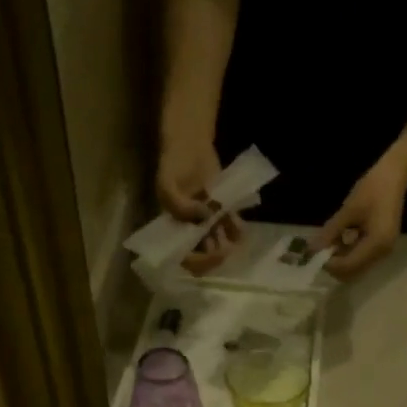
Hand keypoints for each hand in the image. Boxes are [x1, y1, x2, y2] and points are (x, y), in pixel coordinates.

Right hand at [157, 136, 242, 274]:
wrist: (190, 144)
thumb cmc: (174, 165)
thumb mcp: (167, 186)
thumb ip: (180, 207)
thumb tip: (205, 219)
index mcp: (174, 229)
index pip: (184, 257)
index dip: (198, 262)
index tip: (210, 255)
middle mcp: (190, 230)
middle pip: (204, 255)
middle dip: (216, 255)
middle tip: (225, 249)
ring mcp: (207, 222)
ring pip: (219, 244)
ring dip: (228, 244)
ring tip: (232, 233)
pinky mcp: (221, 212)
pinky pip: (231, 228)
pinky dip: (237, 230)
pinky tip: (239, 226)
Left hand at [311, 153, 406, 281]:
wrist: (394, 175)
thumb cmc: (372, 189)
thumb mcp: (348, 210)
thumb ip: (331, 232)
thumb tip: (313, 249)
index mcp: (376, 244)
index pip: (348, 266)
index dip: (329, 263)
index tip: (315, 253)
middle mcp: (382, 254)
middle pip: (352, 273)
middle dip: (334, 265)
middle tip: (321, 249)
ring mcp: (383, 251)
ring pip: (356, 268)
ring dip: (340, 260)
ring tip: (330, 242)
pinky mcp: (381, 247)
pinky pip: (361, 258)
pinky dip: (348, 253)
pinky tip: (341, 239)